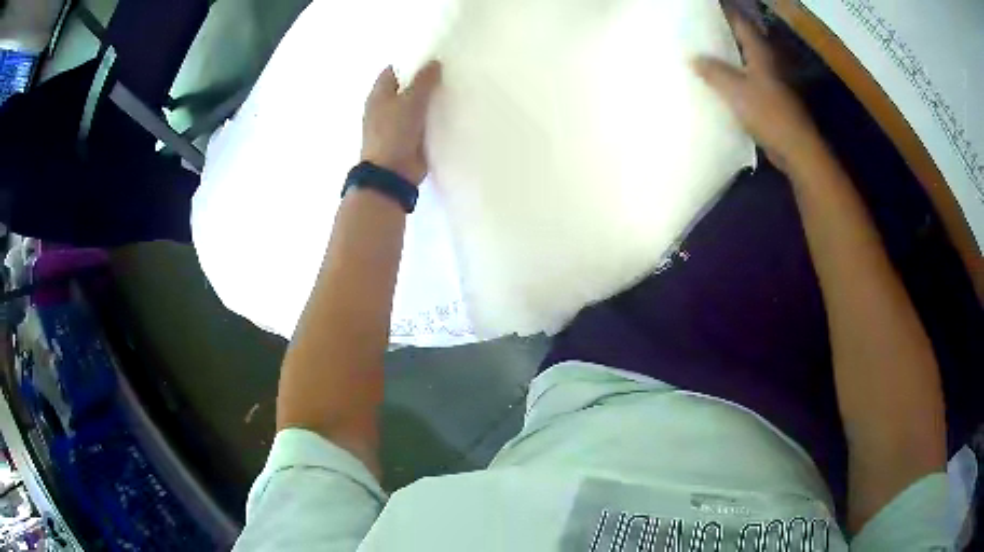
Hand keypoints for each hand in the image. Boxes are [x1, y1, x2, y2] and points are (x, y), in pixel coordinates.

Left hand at [361, 61, 442, 184]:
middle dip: (424, 81)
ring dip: (431, 100)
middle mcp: (386, 108)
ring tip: (455, 88)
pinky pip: (424, 123)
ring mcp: (398, 125)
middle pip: (407, 88)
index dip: (410, 63)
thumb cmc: (394, 132)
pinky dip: (435, 118)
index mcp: (379, 95)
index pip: (394, 71)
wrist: (392, 173)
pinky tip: (452, 111)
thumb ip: (423, 81)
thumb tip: (434, 63)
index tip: (431, 57)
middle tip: (449, 71)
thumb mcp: (410, 101)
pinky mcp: (410, 139)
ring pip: (417, 106)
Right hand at [693, 15, 822, 171]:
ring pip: (743, 60)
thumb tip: (693, 58)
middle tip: (696, 30)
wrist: (795, 149)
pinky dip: (731, 77)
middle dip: (720, 33)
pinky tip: (716, 82)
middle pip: (741, 39)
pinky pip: (745, 80)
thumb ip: (713, 71)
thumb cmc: (768, 113)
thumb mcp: (735, 90)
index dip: (721, 12)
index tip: (701, 10)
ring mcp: (769, 81)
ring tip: (701, 53)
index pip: (739, 21)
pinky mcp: (769, 99)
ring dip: (725, 56)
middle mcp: (766, 62)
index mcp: (760, 52)